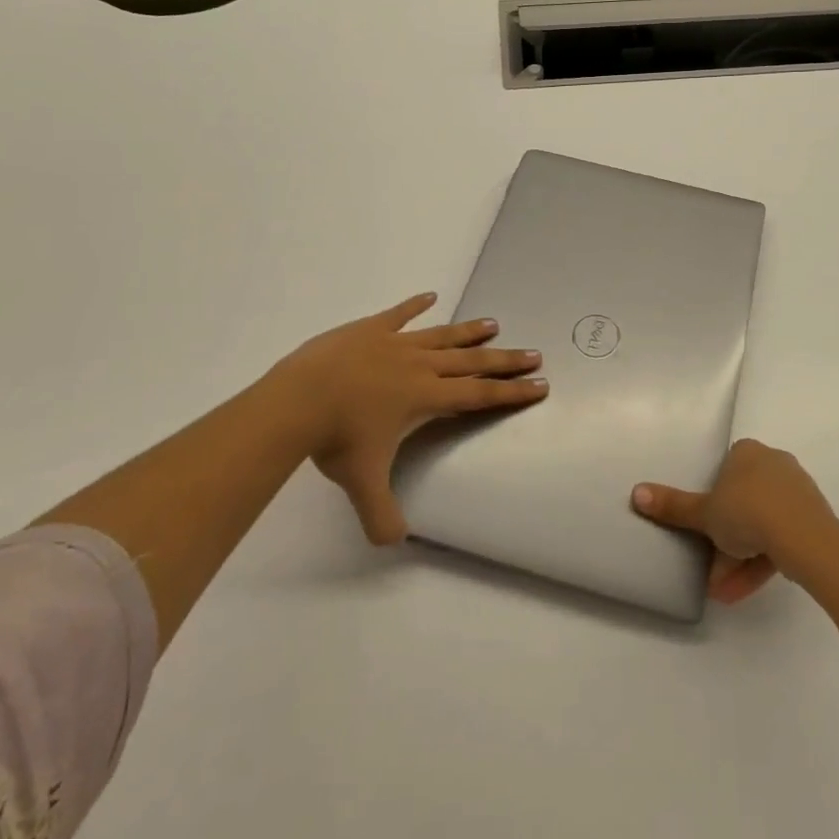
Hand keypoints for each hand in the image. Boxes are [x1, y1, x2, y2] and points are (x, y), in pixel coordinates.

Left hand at [265, 292, 546, 544]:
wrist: (299, 398)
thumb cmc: (337, 438)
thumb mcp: (361, 483)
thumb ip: (381, 514)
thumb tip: (393, 543)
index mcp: (425, 397)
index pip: (479, 395)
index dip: (511, 392)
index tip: (539, 384)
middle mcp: (419, 366)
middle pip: (471, 361)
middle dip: (504, 359)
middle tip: (533, 353)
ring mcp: (394, 343)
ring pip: (442, 335)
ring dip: (469, 331)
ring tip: (494, 323)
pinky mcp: (369, 330)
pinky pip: (399, 314)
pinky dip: (415, 305)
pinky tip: (430, 295)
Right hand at [631, 438, 838, 603]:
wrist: (805, 538)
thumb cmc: (747, 511)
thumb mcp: (704, 512)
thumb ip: (673, 505)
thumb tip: (636, 493)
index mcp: (748, 452)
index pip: (725, 470)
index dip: (712, 498)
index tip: (702, 526)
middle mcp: (774, 463)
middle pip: (743, 501)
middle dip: (724, 539)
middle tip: (708, 567)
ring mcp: (796, 492)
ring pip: (762, 525)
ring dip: (739, 558)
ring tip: (722, 591)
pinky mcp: (813, 520)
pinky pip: (781, 539)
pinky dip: (761, 562)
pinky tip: (741, 591)